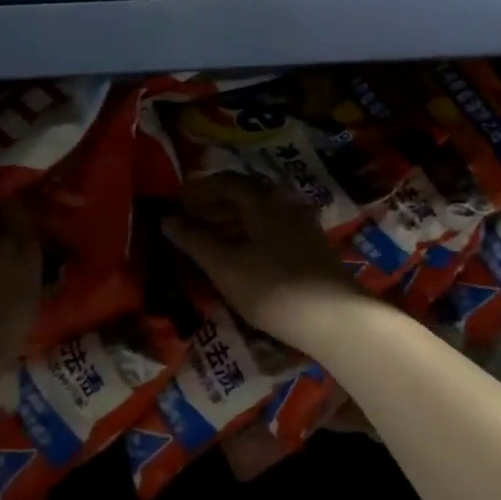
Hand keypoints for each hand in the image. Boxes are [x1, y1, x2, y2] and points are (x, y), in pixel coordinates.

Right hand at [161, 174, 362, 353]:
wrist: (333, 317)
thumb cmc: (270, 287)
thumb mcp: (223, 265)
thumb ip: (194, 240)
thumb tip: (167, 219)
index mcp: (262, 200)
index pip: (225, 181)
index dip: (199, 190)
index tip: (178, 204)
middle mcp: (285, 203)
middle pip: (245, 194)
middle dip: (215, 204)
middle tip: (191, 221)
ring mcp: (302, 224)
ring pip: (260, 213)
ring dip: (233, 220)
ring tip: (211, 240)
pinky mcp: (312, 246)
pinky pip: (274, 228)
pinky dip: (251, 234)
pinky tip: (243, 254)